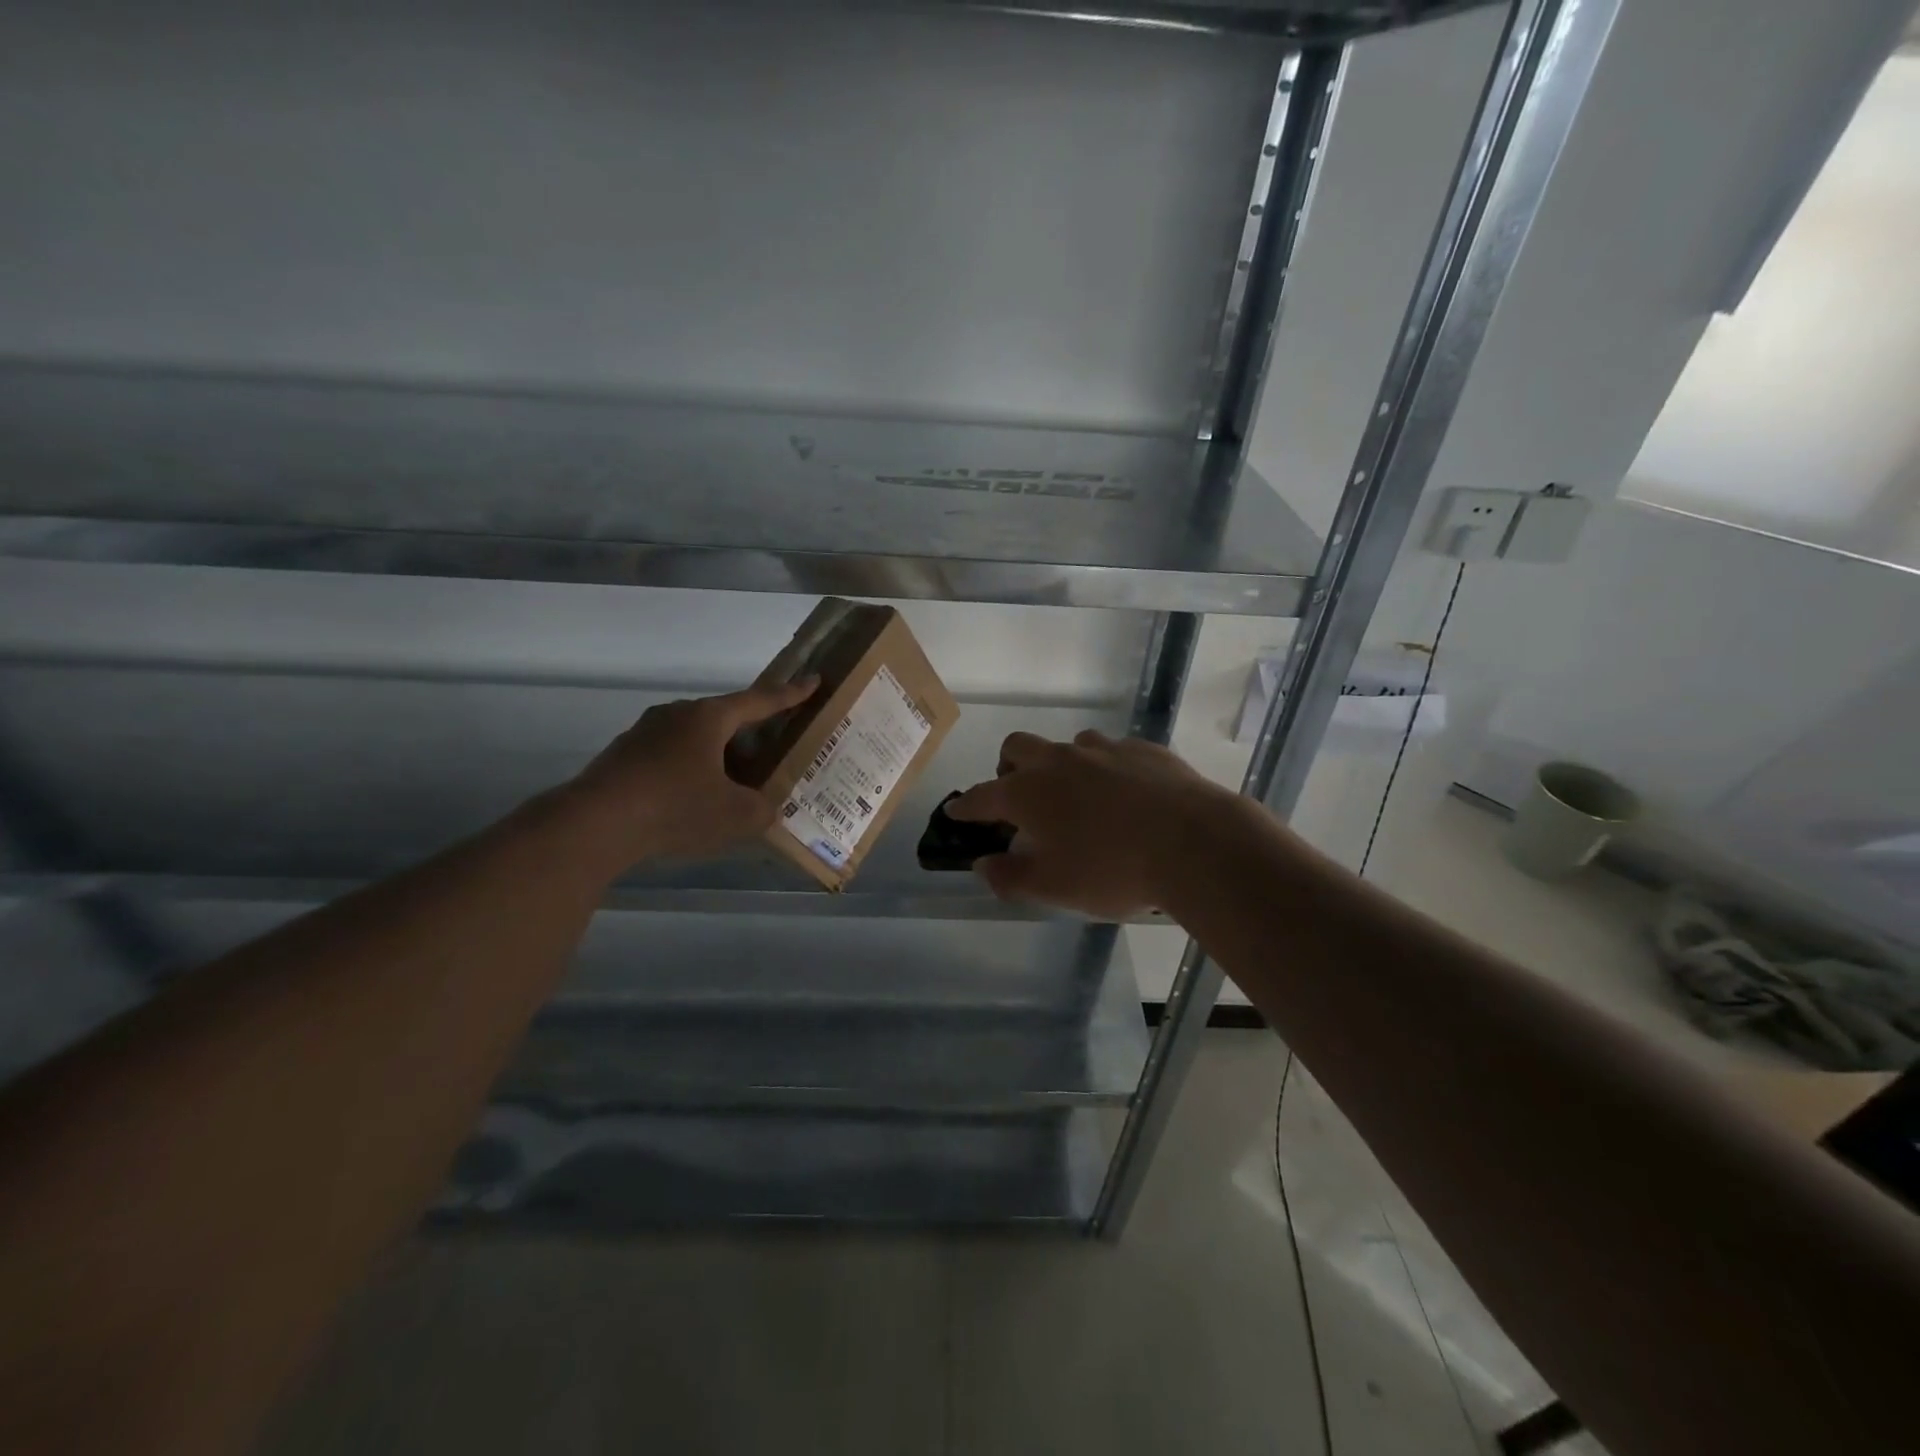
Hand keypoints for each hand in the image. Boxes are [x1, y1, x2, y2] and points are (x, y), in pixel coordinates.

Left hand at [567, 678, 818, 866]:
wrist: (595, 824)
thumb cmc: (676, 807)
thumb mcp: (736, 815)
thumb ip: (762, 809)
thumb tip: (766, 809)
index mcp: (710, 718)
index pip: (761, 700)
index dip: (791, 694)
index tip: (813, 681)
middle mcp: (677, 715)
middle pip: (725, 718)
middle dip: (750, 733)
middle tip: (770, 749)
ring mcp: (645, 733)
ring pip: (694, 739)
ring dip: (717, 756)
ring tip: (731, 783)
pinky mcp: (624, 757)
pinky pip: (670, 757)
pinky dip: (688, 772)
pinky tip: (690, 800)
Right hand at [947, 730, 1246, 918]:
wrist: (1194, 843)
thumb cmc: (1112, 870)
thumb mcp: (1053, 887)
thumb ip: (1010, 876)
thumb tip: (983, 865)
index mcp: (1028, 793)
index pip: (981, 796)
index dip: (966, 806)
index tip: (956, 811)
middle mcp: (1059, 761)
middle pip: (1017, 748)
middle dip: (1007, 768)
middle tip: (1016, 795)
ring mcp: (1103, 749)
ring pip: (1067, 745)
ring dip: (1060, 765)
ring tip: (1077, 797)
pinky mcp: (1142, 749)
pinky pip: (1112, 751)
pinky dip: (1105, 768)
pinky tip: (1124, 793)